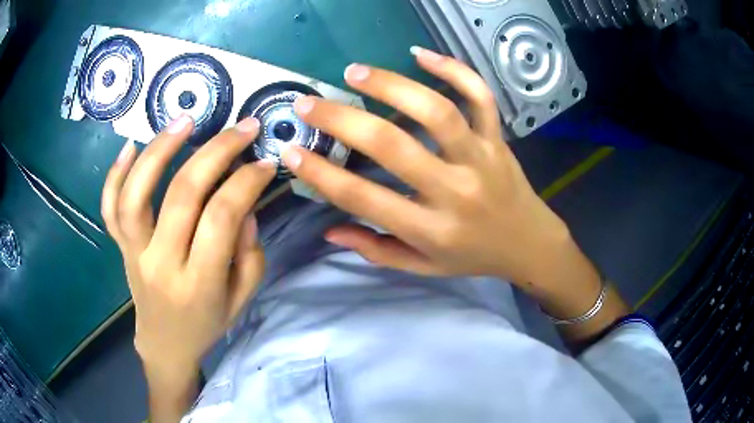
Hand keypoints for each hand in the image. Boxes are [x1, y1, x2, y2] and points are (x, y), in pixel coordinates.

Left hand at [101, 115, 274, 375]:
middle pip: (182, 195)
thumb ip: (249, 254)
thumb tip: (245, 205)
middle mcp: (161, 264)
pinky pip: (109, 207)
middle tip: (243, 127)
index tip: (265, 161)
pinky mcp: (119, 246)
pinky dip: (115, 173)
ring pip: (136, 194)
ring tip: (185, 120)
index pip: (221, 218)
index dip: (247, 182)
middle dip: (217, 151)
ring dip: (159, 150)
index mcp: (198, 284)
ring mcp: (133, 253)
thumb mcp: (242, 300)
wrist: (165, 343)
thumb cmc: (206, 324)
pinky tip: (131, 145)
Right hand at [281, 47, 569, 287]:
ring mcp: (481, 157)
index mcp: (432, 229)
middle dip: (342, 120)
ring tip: (355, 72)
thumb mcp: (423, 267)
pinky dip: (455, 69)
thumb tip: (329, 230)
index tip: (290, 151)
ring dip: (391, 85)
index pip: (365, 198)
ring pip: (437, 111)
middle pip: (392, 145)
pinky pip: (480, 96)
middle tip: (309, 103)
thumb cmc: (473, 257)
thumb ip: (376, 250)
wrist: (529, 244)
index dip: (321, 174)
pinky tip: (421, 54)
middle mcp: (455, 190)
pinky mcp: (499, 138)